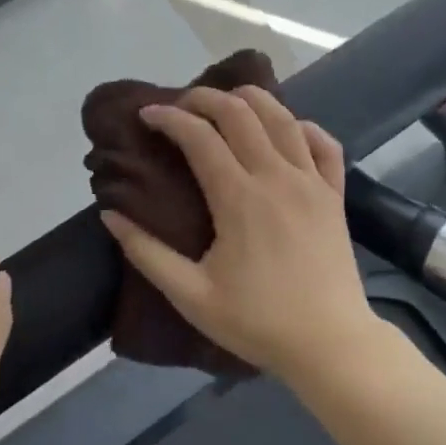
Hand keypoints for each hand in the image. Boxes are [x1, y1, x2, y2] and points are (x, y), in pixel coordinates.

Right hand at [100, 86, 381, 383]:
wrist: (331, 346)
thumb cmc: (258, 322)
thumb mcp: (190, 296)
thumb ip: (146, 253)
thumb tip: (110, 214)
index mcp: (238, 197)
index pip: (198, 136)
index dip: (169, 118)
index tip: (147, 115)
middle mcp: (276, 176)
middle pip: (239, 113)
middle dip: (204, 98)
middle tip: (181, 105)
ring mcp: (311, 182)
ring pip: (282, 117)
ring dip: (250, 100)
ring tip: (226, 103)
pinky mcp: (335, 194)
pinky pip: (324, 144)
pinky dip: (304, 126)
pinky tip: (287, 130)